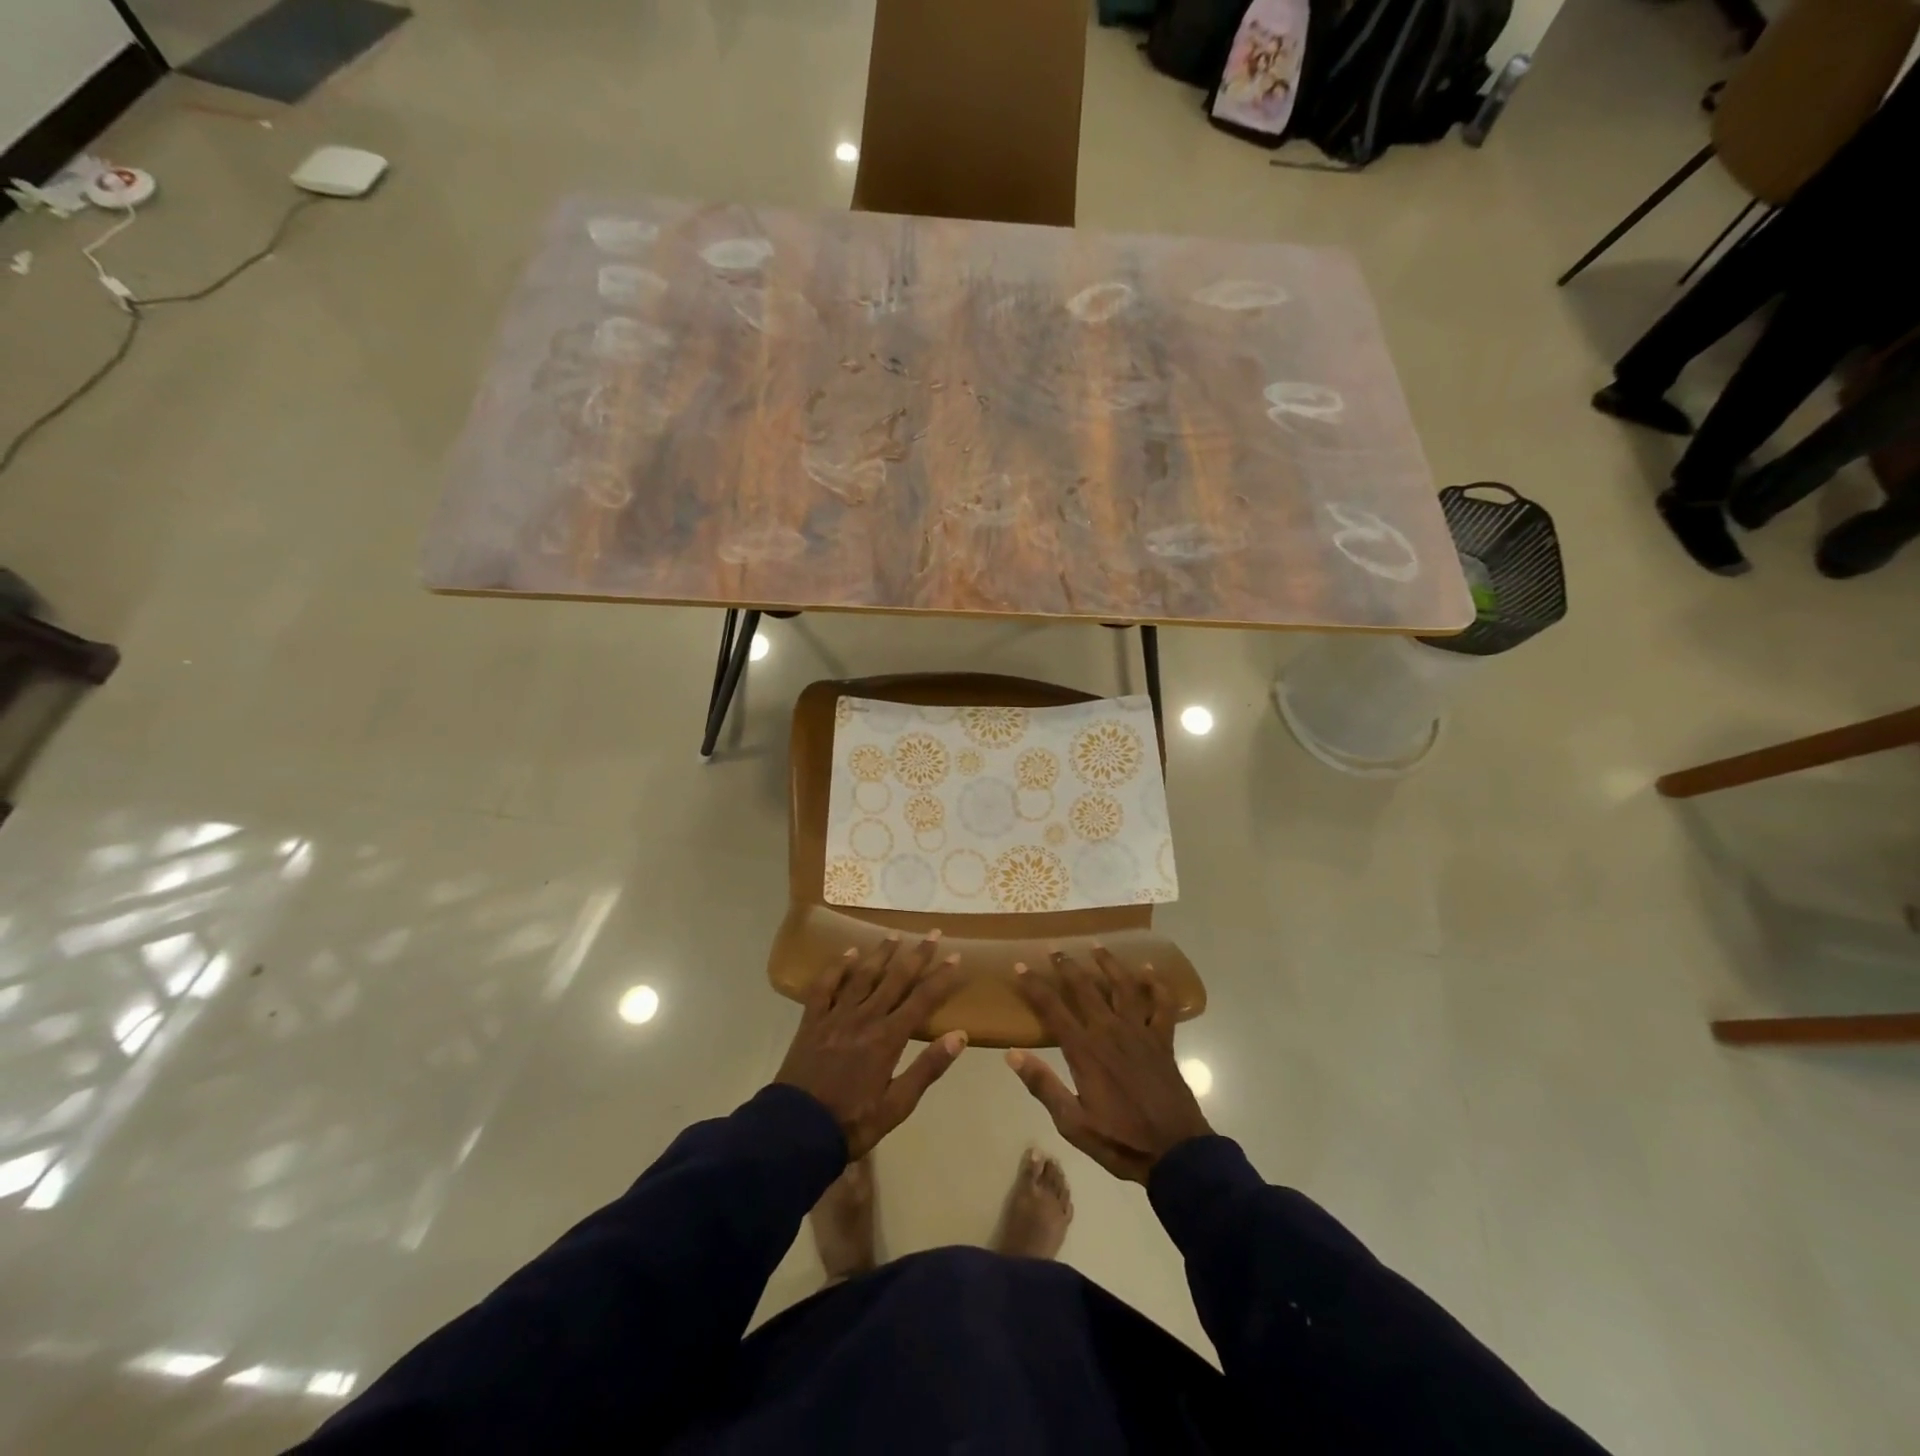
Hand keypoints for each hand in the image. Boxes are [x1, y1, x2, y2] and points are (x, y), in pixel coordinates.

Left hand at [776, 933, 966, 1160]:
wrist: (795, 1130)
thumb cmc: (852, 1122)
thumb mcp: (897, 1105)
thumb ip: (927, 1068)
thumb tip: (960, 1035)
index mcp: (888, 1038)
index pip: (922, 1000)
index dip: (940, 977)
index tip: (955, 957)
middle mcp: (865, 1017)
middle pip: (896, 979)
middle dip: (917, 955)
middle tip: (932, 933)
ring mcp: (836, 1015)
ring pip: (862, 976)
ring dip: (881, 953)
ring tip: (894, 934)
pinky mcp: (812, 1020)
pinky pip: (825, 986)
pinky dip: (837, 967)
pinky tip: (848, 953)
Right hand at [1006, 948, 1211, 1182]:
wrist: (1176, 1152)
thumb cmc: (1120, 1140)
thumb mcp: (1072, 1123)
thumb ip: (1043, 1086)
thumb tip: (1012, 1054)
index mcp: (1085, 1050)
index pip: (1052, 1008)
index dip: (1034, 985)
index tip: (1019, 966)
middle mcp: (1110, 1031)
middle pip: (1085, 987)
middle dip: (1066, 965)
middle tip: (1054, 947)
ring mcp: (1140, 1032)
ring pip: (1123, 986)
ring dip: (1108, 963)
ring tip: (1096, 945)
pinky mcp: (1163, 1040)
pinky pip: (1162, 1005)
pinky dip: (1157, 986)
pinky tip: (1150, 971)